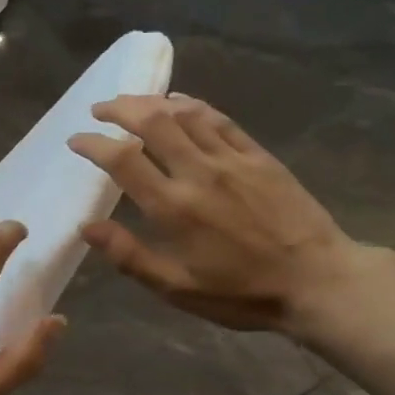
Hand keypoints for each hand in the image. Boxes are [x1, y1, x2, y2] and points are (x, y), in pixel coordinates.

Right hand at [67, 94, 383, 335]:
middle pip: (152, 122)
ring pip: (184, 113)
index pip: (123, 160)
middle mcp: (198, 172)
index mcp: (173, 207)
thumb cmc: (241, 292)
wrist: (318, 281)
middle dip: (120, 109)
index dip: (93, 144)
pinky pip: (218, 118)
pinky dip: (192, 105)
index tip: (76, 140)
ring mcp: (231, 159)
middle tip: (100, 109)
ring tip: (131, 102)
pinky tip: (179, 103)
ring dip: (151, 101)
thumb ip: (129, 255)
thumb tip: (87, 227)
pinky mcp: (258, 155)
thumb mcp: (176, 287)